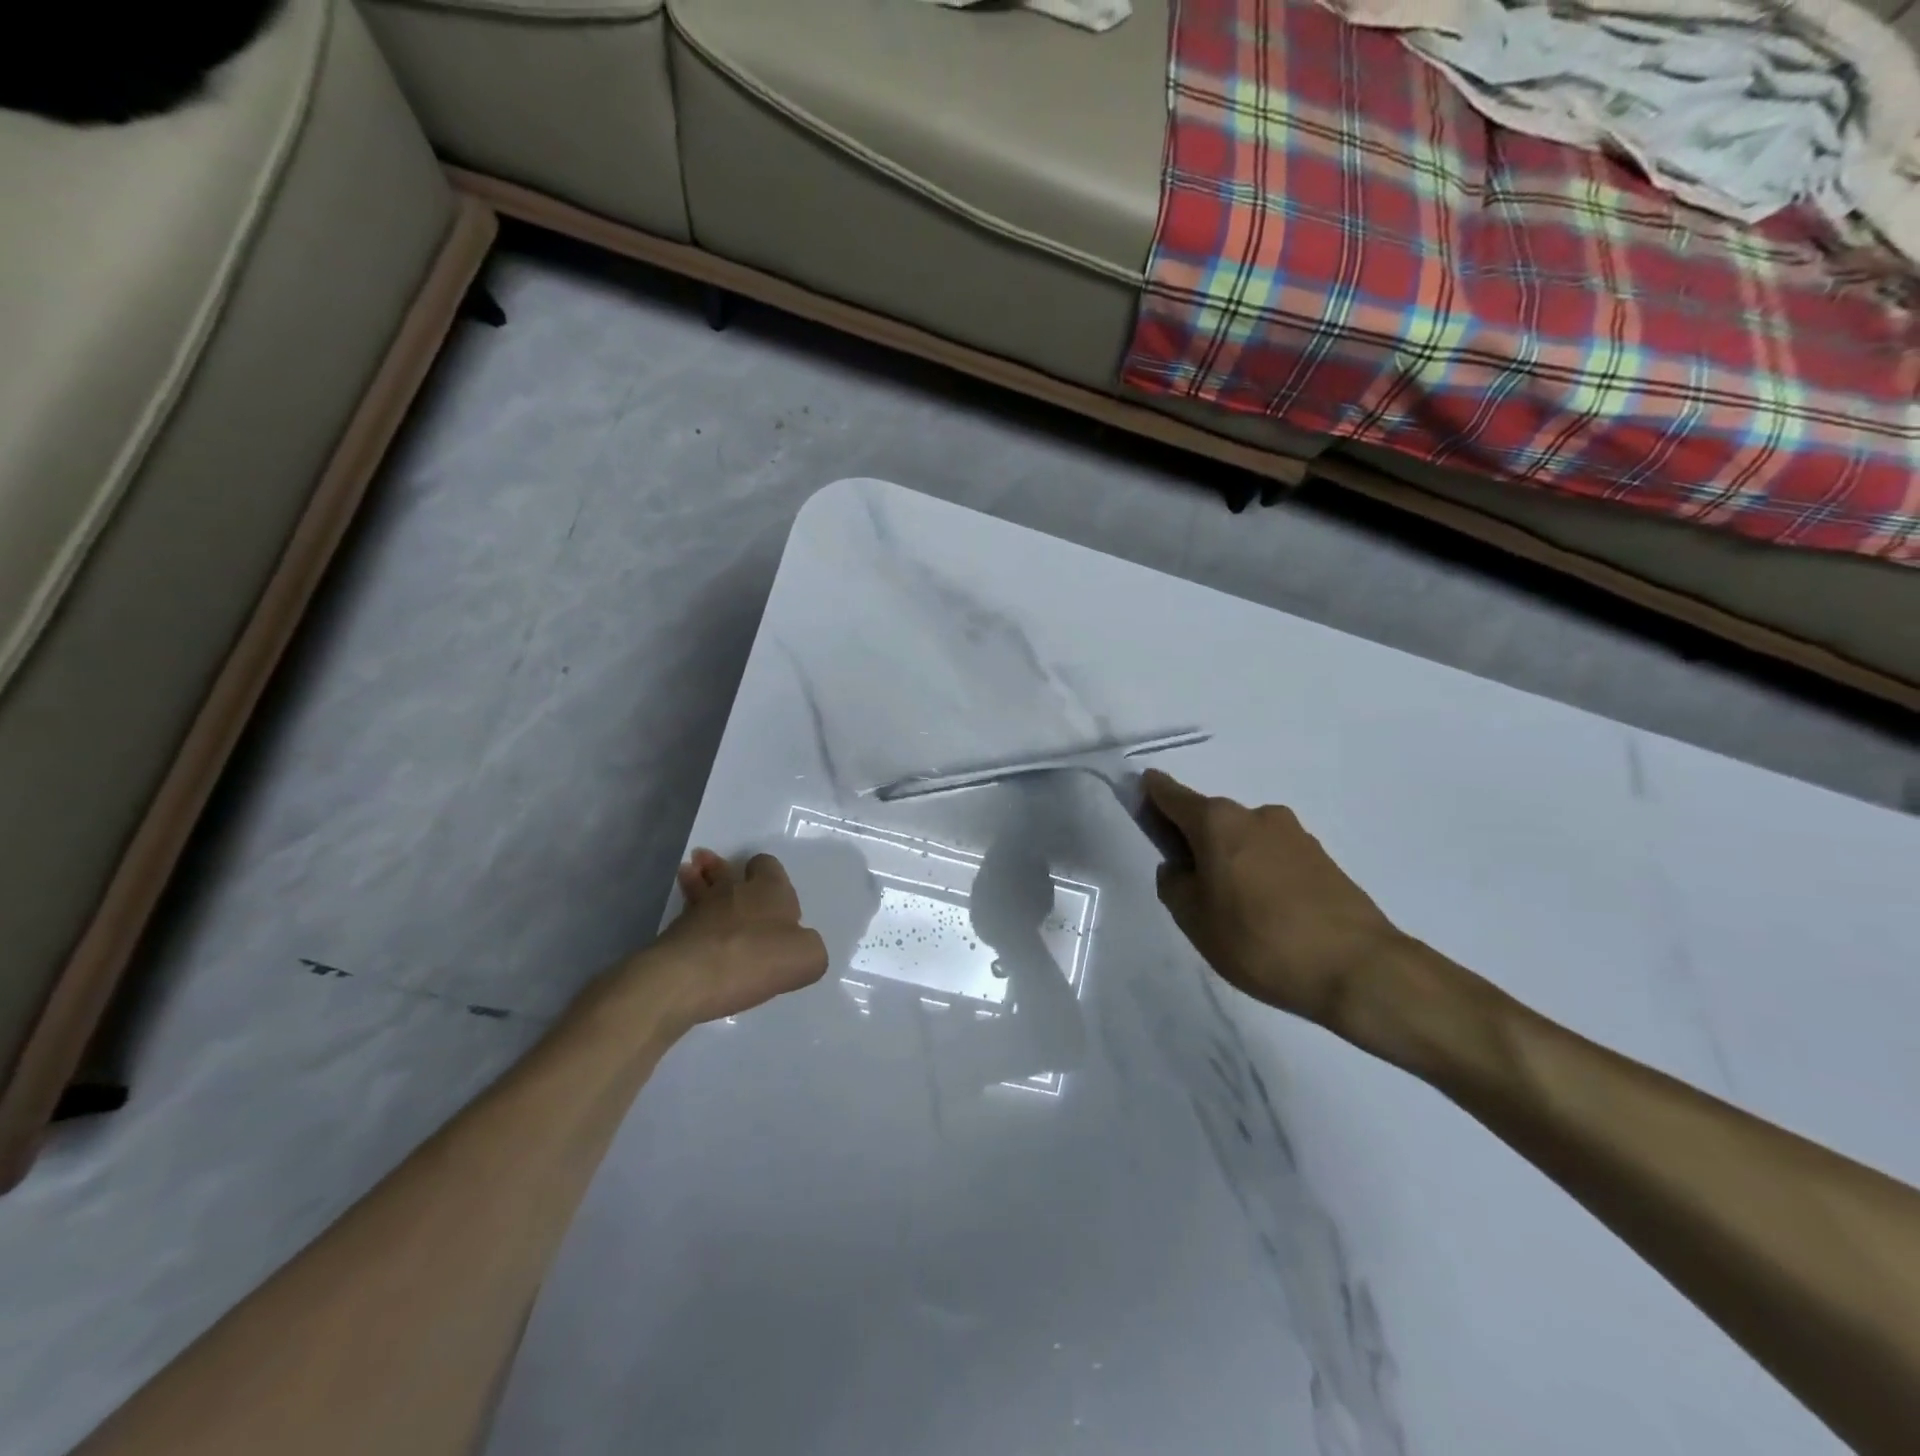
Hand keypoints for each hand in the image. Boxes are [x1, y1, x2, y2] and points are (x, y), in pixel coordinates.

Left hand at [623, 849, 828, 1033]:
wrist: (687, 978)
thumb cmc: (753, 959)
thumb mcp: (806, 958)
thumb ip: (811, 949)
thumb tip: (800, 947)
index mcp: (770, 890)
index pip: (768, 864)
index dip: (769, 872)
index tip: (771, 889)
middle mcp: (734, 891)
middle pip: (729, 872)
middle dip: (723, 869)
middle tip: (718, 872)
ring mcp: (699, 911)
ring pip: (701, 888)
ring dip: (699, 881)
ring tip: (691, 874)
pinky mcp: (674, 935)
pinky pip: (686, 918)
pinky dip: (689, 917)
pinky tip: (690, 925)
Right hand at [1143, 770, 1409, 1029]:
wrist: (1359, 969)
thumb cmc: (1260, 941)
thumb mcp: (1195, 920)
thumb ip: (1174, 885)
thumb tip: (1181, 868)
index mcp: (1218, 822)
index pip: (1171, 795)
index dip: (1151, 794)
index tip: (1140, 800)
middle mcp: (1256, 815)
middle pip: (1210, 819)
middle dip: (1194, 840)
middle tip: (1191, 886)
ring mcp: (1294, 834)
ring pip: (1244, 839)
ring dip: (1231, 859)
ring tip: (1235, 910)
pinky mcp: (1322, 858)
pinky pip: (1274, 857)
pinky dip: (1260, 873)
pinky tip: (1268, 914)